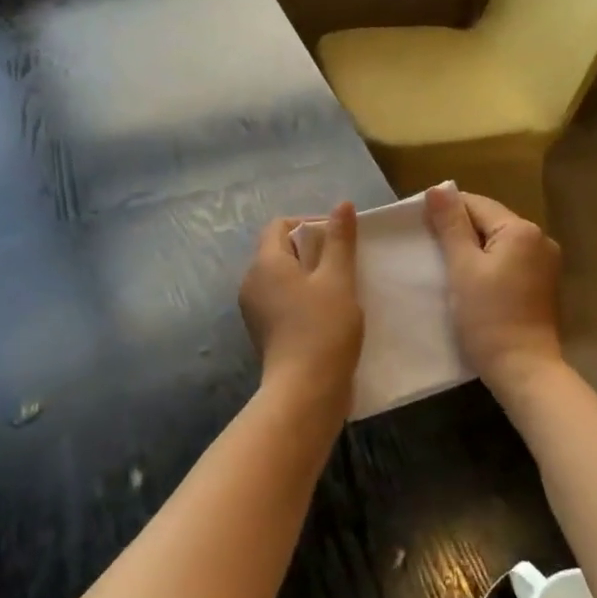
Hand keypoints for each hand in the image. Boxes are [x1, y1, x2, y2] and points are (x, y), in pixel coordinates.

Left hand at [239, 203, 363, 418]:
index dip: (309, 222)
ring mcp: (255, 311)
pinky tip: (327, 313)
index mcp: (265, 263)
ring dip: (309, 276)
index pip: (280, 226)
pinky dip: (302, 298)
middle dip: (312, 250)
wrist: (305, 392)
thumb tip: (342, 204)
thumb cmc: (323, 328)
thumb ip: (340, 240)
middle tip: (344, 263)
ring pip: (282, 278)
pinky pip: (281, 301)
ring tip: (340, 288)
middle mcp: (252, 283)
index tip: (339, 237)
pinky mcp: (264, 333)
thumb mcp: (338, 278)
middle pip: (279, 251)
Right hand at [425, 188, 564, 395]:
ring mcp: (546, 263)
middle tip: (430, 249)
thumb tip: (438, 188)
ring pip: (499, 243)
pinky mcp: (543, 285)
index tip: (421, 228)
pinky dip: (490, 265)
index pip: (476, 204)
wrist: (524, 370)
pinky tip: (472, 282)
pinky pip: (510, 262)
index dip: (446, 211)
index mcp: (522, 229)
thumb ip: (451, 225)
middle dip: (460, 231)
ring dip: (474, 249)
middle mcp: (540, 239)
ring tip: (448, 266)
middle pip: (490, 221)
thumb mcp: (462, 268)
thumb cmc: (488, 317)